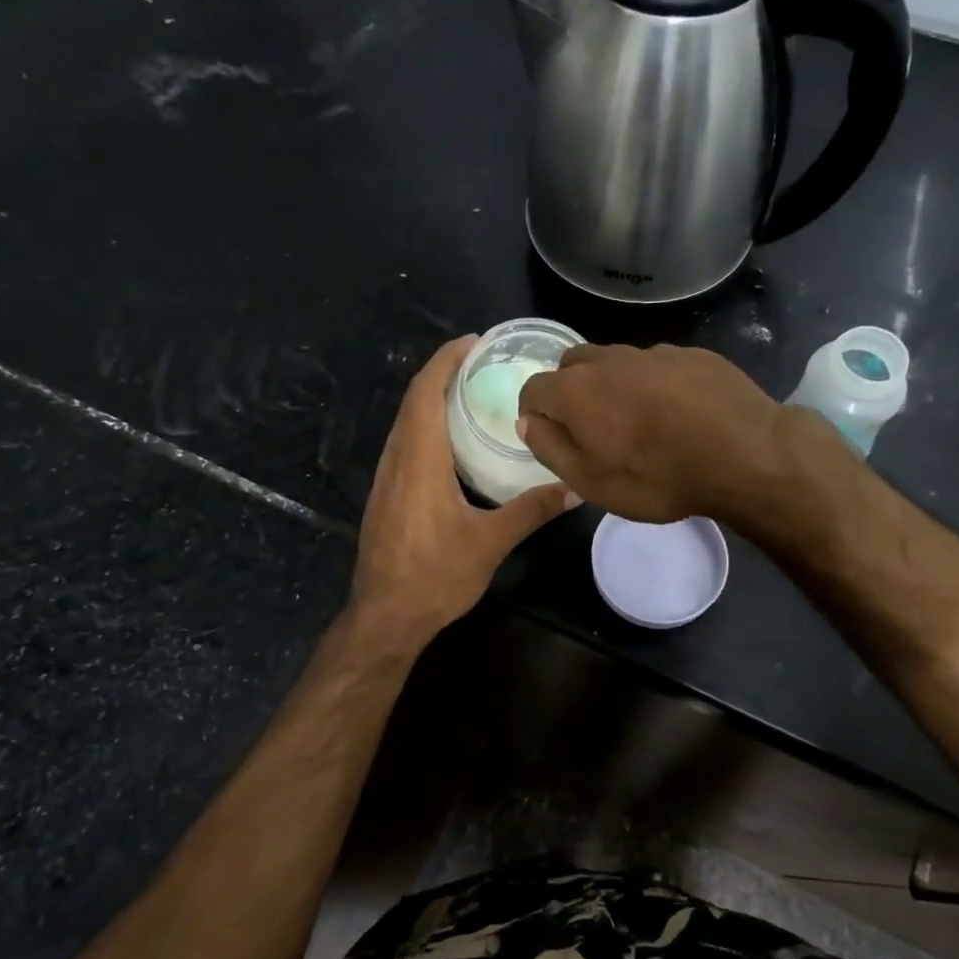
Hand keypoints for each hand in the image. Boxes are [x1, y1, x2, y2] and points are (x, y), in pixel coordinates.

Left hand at [350, 336, 577, 643]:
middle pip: (414, 400)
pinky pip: (405, 443)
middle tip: (483, 362)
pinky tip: (453, 441)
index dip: (446, 359)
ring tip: (472, 392)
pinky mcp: (385, 495)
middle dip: (443, 372)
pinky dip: (427, 425)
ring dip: (433, 398)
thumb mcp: (490, 543)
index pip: (426, 392)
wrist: (384, 617)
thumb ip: (530, 510)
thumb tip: (574, 488)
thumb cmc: (435, 576)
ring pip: (406, 422)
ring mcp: (386, 478)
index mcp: (419, 459)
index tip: (474, 341)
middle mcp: (397, 459)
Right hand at [517, 344, 784, 522]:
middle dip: (570, 392)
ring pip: (615, 362)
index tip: (551, 437)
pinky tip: (677, 412)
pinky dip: (653, 383)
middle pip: (572, 366)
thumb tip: (529, 421)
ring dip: (612, 385)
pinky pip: (656, 364)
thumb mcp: (591, 482)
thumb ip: (551, 447)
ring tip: (638, 421)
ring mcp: (653, 352)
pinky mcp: (692, 353)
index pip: (533, 388)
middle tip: (592, 428)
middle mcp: (609, 359)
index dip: (535, 414)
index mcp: (576, 389)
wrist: (746, 454)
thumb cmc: (659, 477)